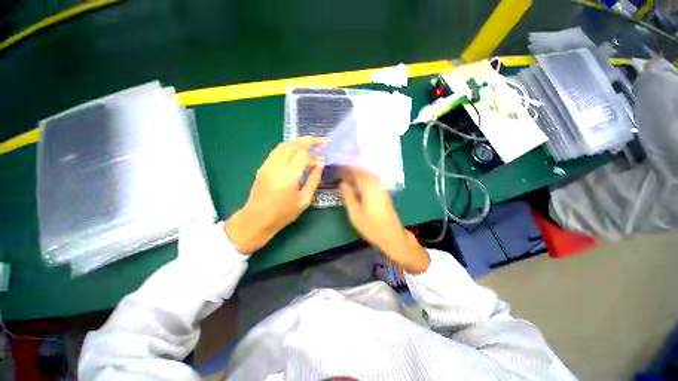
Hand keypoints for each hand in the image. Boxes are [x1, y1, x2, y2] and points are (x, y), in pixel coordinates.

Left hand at [224, 137, 322, 253]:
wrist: (256, 219)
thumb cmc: (283, 213)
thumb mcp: (304, 200)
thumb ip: (314, 181)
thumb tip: (320, 165)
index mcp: (289, 174)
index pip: (304, 154)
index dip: (315, 154)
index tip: (322, 159)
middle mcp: (278, 165)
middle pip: (294, 144)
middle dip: (308, 141)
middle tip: (320, 142)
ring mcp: (268, 164)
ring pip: (284, 145)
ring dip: (297, 142)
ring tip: (309, 144)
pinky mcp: (263, 166)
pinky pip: (277, 150)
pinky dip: (288, 147)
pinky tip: (294, 152)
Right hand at [339, 168, 429, 273]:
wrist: (392, 236)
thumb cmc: (371, 227)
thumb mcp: (355, 214)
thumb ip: (348, 196)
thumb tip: (342, 183)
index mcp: (369, 188)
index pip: (357, 172)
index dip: (347, 168)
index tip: (338, 166)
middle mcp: (377, 185)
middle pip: (364, 171)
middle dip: (352, 169)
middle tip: (341, 170)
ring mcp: (382, 188)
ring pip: (369, 175)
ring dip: (358, 173)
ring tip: (347, 175)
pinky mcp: (384, 192)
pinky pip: (372, 180)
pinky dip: (364, 178)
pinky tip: (358, 183)